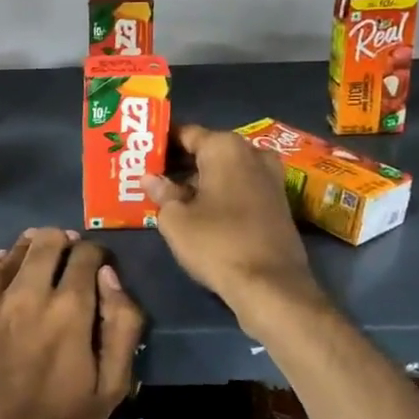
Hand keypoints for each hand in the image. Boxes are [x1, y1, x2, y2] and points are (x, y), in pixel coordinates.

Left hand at [0, 229, 143, 418]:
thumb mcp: (112, 386)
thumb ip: (122, 323)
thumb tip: (108, 274)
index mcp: (68, 310)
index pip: (85, 253)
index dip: (93, 254)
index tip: (92, 264)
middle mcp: (23, 294)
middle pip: (45, 241)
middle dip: (59, 243)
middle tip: (61, 257)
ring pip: (8, 256)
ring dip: (25, 256)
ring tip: (29, 267)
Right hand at [145, 123, 324, 326]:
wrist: (271, 285)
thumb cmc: (217, 243)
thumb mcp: (176, 219)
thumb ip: (162, 192)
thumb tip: (150, 178)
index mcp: (225, 147)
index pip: (185, 133)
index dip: (161, 142)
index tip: (141, 152)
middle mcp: (252, 152)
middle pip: (207, 150)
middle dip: (180, 162)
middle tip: (150, 174)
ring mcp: (270, 176)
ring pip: (225, 169)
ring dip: (200, 179)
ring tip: (169, 193)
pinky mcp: (278, 201)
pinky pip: (240, 186)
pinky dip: (219, 192)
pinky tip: (198, 208)